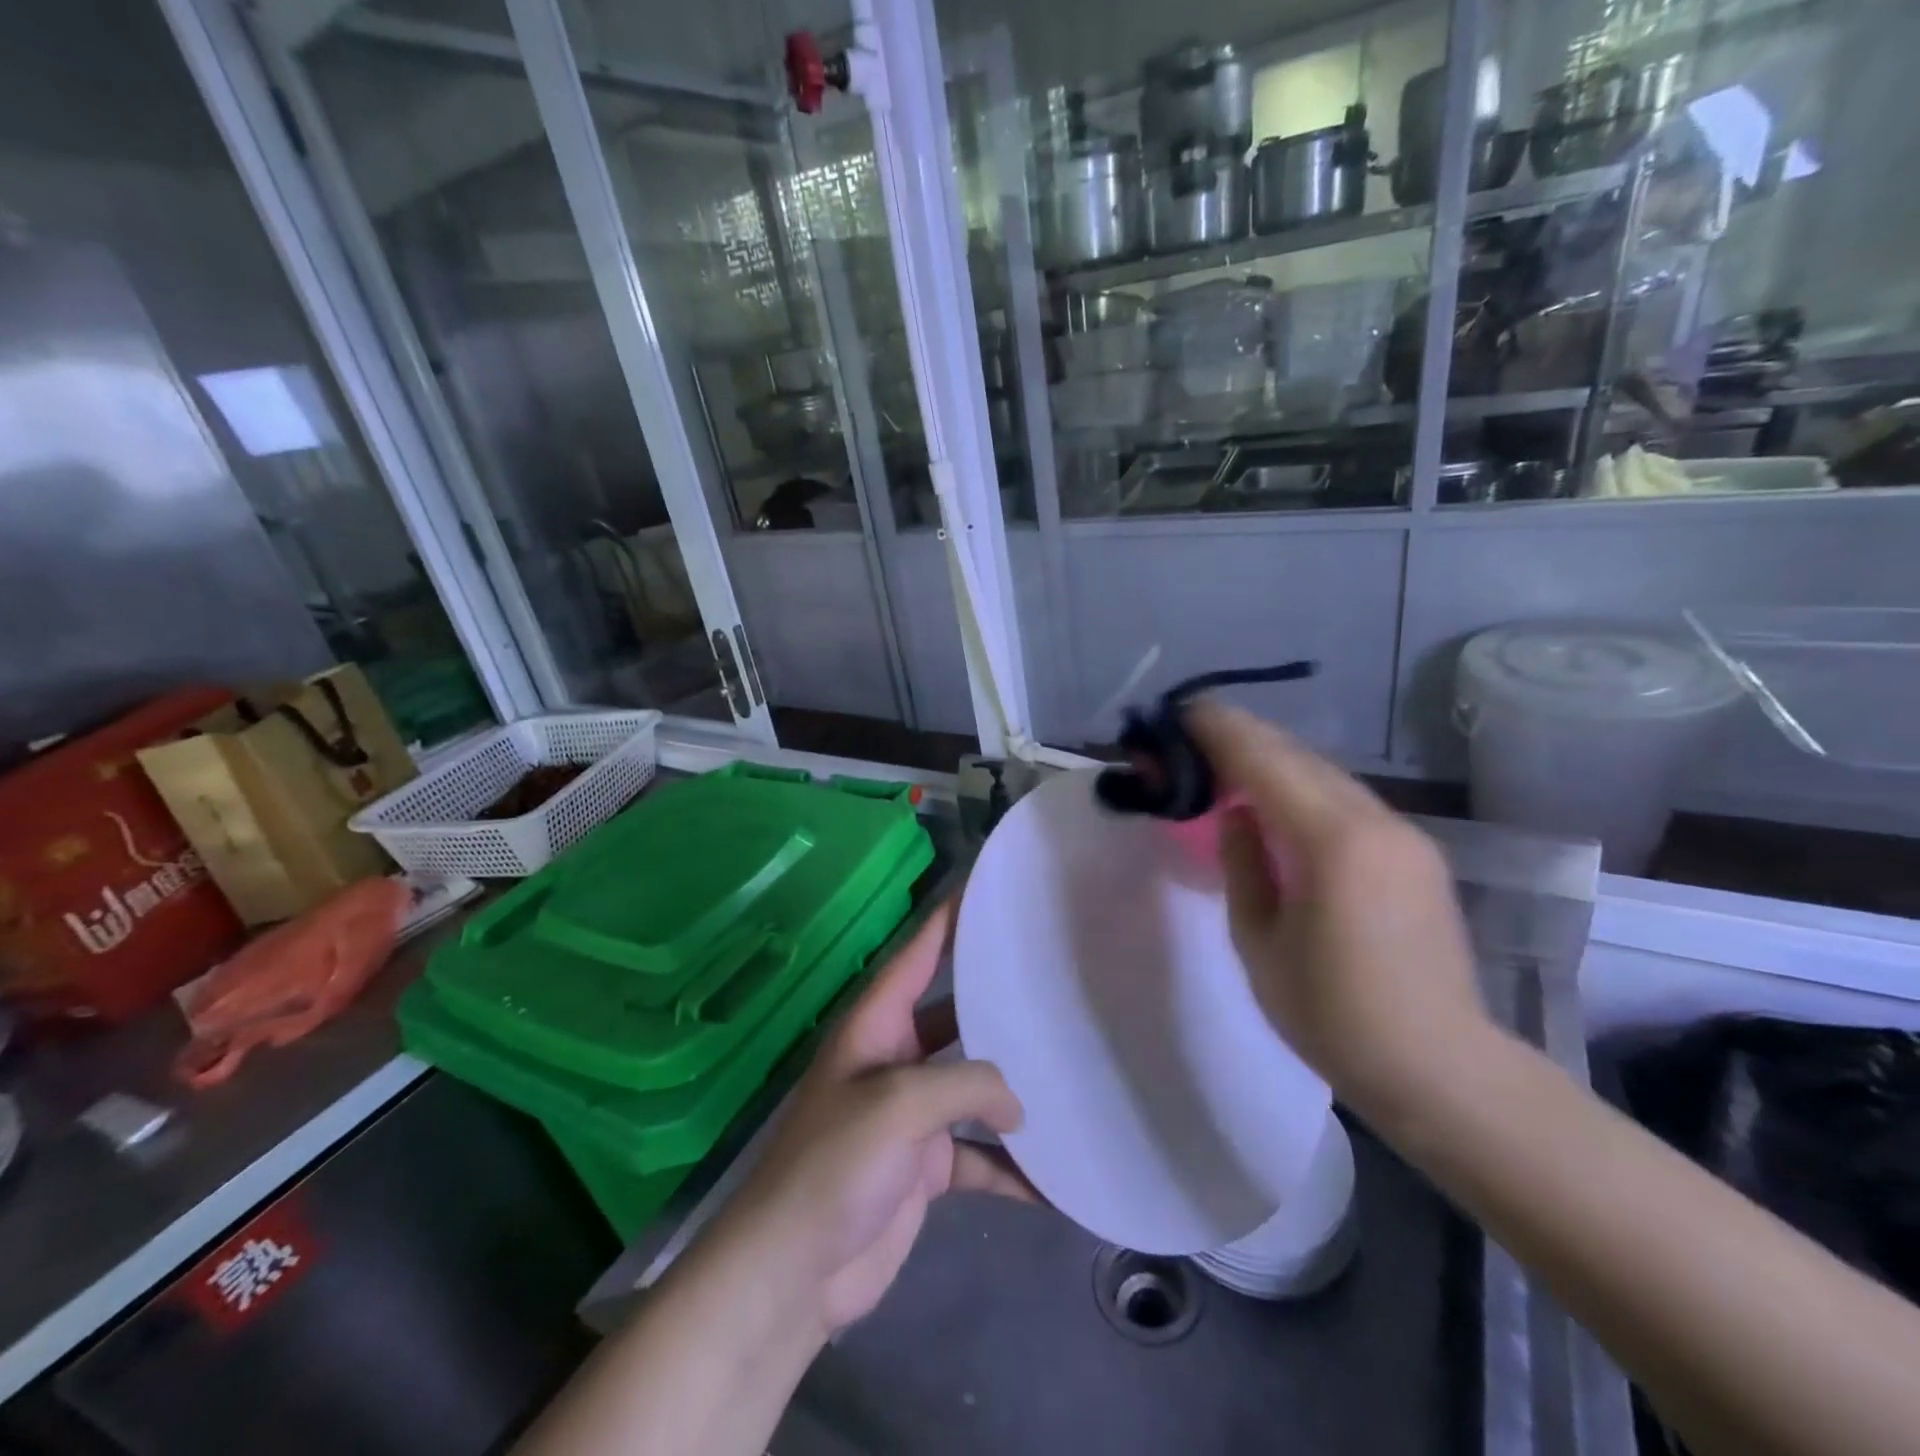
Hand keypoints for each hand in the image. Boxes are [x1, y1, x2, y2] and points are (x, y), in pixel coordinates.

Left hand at [705, 899, 1028, 1339]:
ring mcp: (910, 1112)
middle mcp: (895, 1057)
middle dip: (995, 1001)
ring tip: (1066, 1069)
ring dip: (1010, 1087)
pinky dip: (1008, 1167)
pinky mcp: (924, 1164)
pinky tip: (1052, 1180)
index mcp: (876, 1024)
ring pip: (971, 1084)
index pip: (917, 954)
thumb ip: (966, 1085)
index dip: (948, 919)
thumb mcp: (899, 1106)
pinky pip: (976, 1155)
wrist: (793, 1270)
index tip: (987, 889)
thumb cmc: (835, 1164)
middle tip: (1050, 980)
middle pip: (953, 1014)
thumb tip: (1016, 1103)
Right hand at [1186, 702, 1493, 1120]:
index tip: (1181, 714)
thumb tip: (1238, 813)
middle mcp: (1377, 822)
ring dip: (1274, 760)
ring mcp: (1405, 834)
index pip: (1266, 761)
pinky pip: (1347, 800)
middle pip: (1299, 756)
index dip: (1220, 731)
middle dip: (1243, 738)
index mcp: (1333, 843)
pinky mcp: (1417, 852)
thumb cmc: (1332, 1016)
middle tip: (1193, 736)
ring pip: (1326, 774)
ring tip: (1227, 764)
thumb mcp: (1259, 942)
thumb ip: (1243, 863)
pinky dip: (1304, 787)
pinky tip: (1278, 803)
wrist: (1441, 1068)